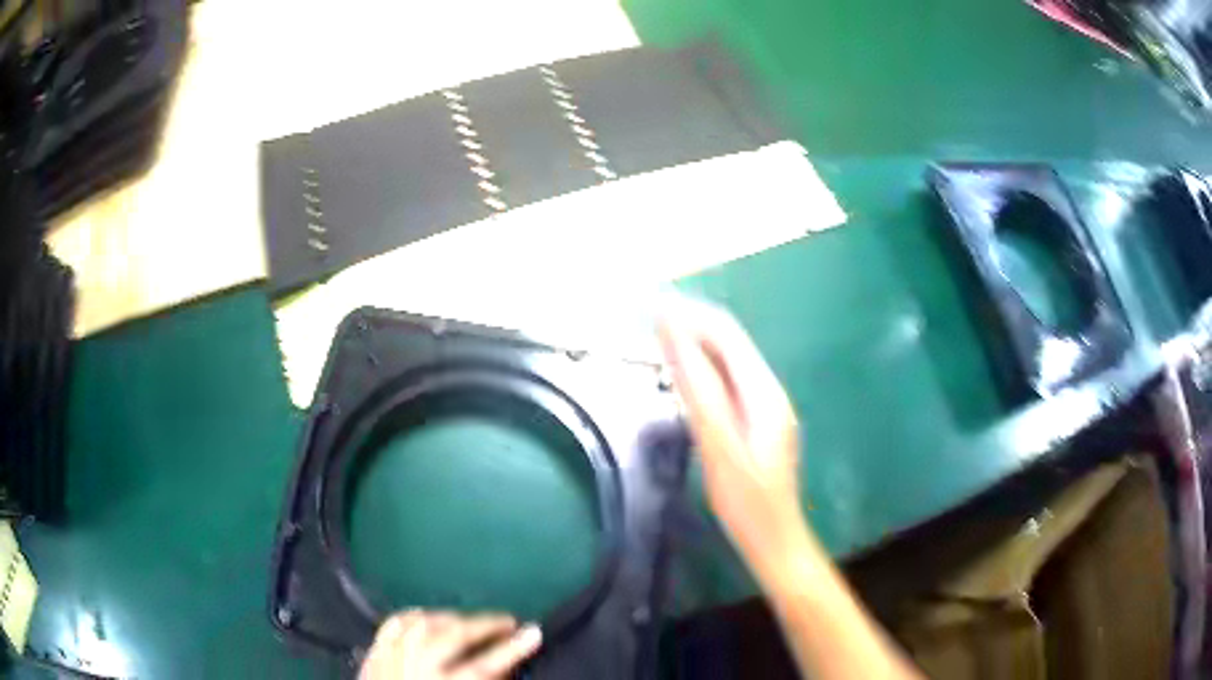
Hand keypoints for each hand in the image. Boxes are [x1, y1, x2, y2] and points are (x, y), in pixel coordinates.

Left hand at [359, 610, 541, 679]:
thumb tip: (507, 668)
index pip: (483, 667)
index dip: (512, 650)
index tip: (533, 633)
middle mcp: (415, 668)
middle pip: (453, 636)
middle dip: (486, 625)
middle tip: (508, 621)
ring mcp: (390, 657)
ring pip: (423, 623)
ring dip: (453, 618)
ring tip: (472, 621)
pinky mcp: (373, 654)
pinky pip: (395, 624)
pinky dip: (415, 617)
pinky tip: (429, 618)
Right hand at [657, 297, 812, 572]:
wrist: (775, 539)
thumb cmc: (747, 502)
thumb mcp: (719, 448)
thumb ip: (699, 393)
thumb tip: (676, 340)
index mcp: (763, 392)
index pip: (726, 335)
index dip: (690, 316)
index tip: (652, 307)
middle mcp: (768, 391)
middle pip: (729, 343)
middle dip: (692, 325)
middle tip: (649, 320)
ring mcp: (765, 406)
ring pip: (728, 361)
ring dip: (696, 345)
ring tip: (659, 339)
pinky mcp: (758, 421)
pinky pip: (728, 381)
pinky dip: (703, 370)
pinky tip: (683, 376)